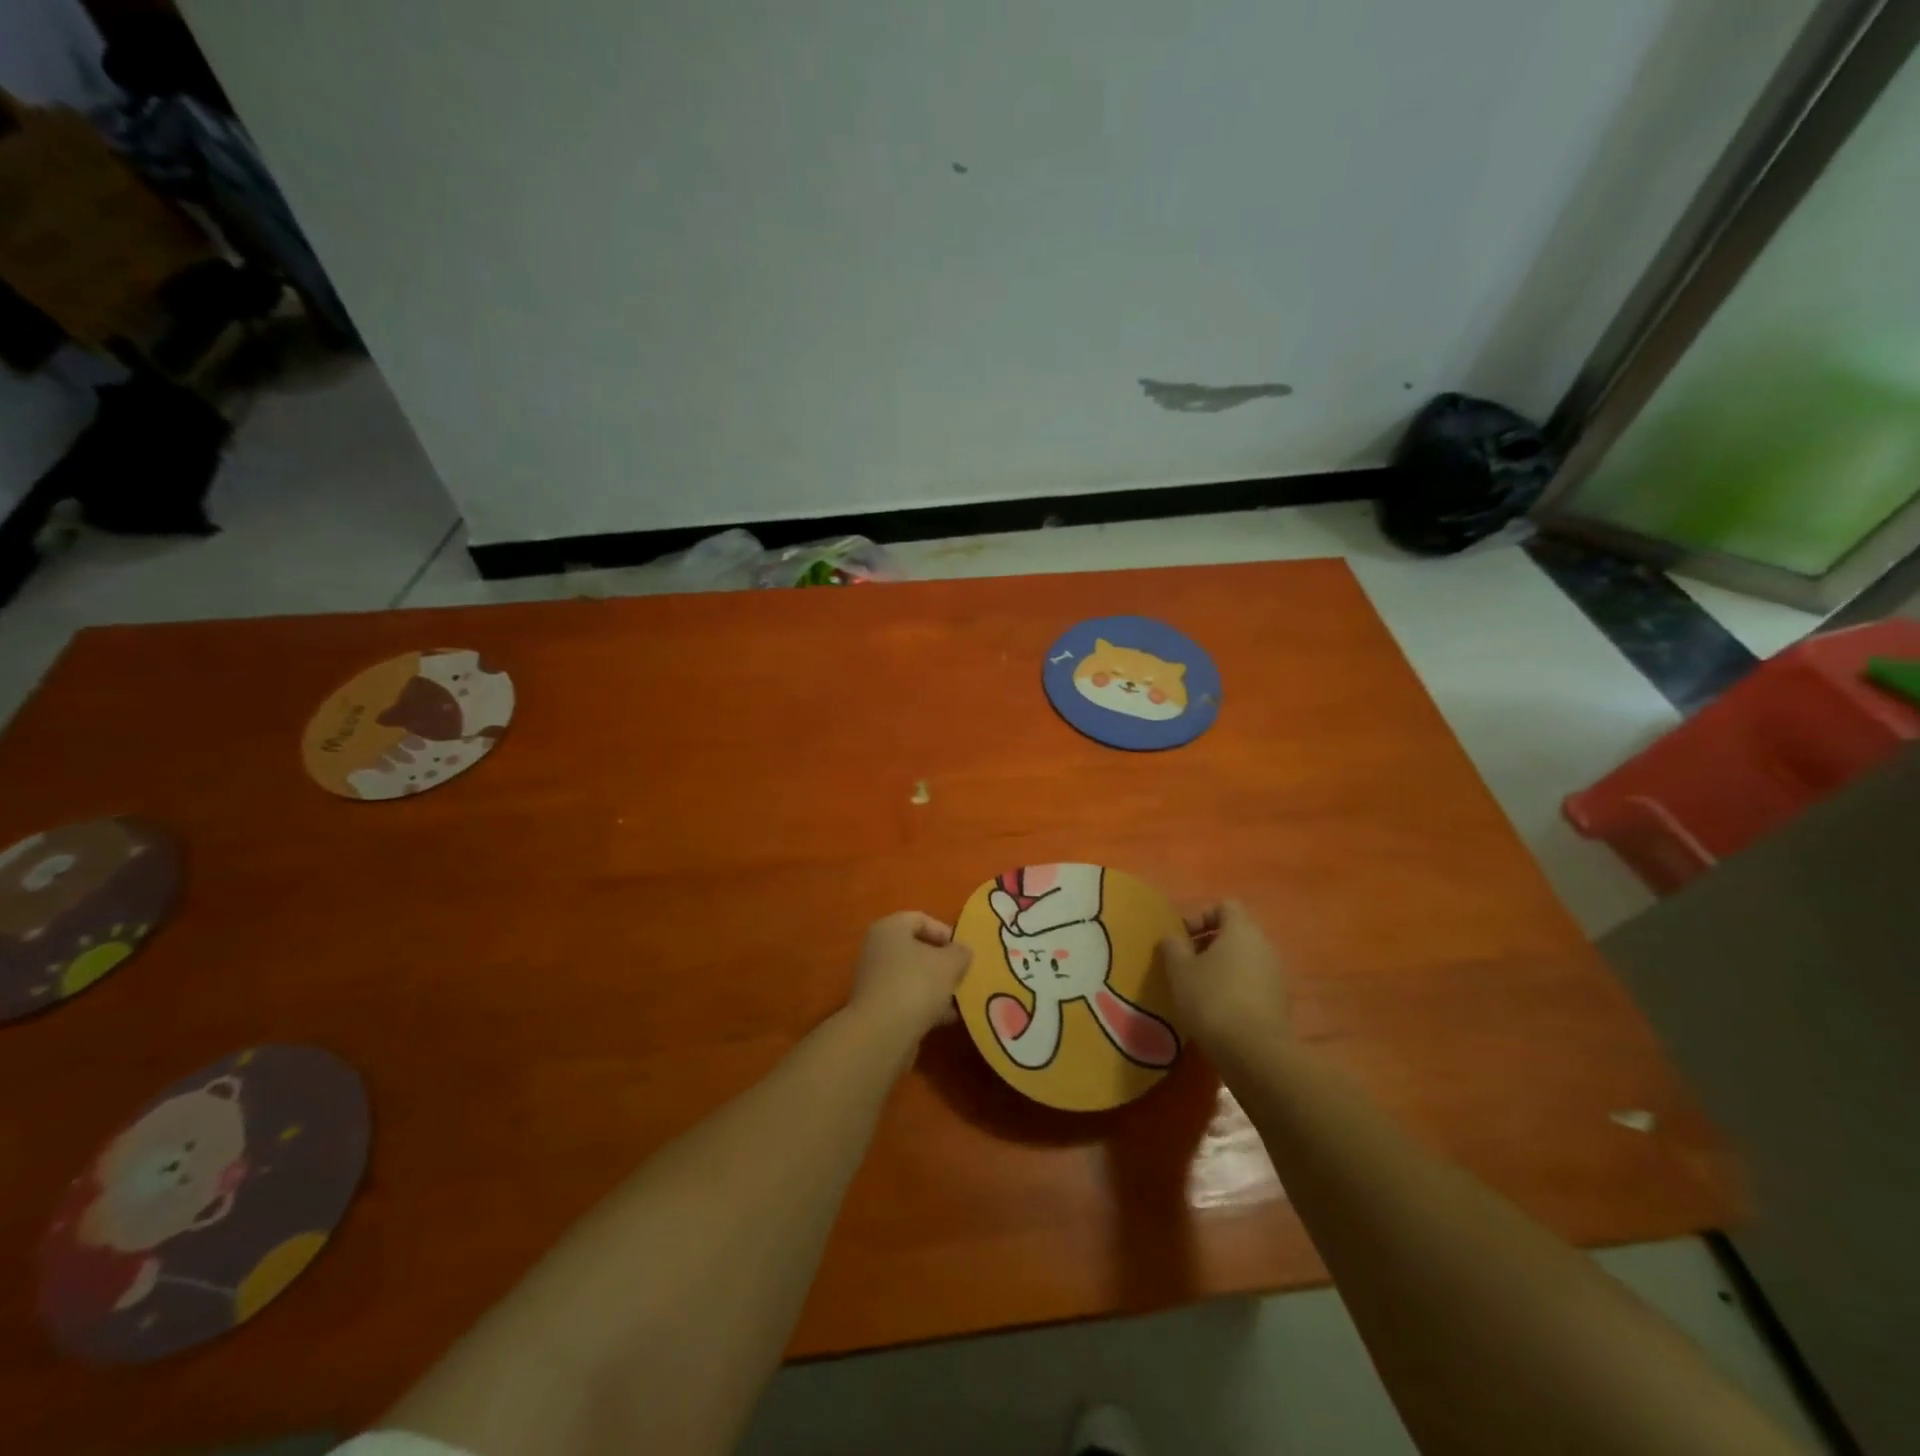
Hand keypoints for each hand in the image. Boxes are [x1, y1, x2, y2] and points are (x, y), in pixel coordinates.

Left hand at [846, 911, 972, 1043]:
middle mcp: (877, 949)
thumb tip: (963, 950)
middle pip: (916, 949)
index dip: (945, 932)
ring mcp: (875, 980)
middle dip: (942, 962)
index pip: (920, 919)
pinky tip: (947, 1019)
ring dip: (937, 986)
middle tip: (964, 974)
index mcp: (889, 928)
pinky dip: (926, 1006)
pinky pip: (907, 999)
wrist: (882, 1034)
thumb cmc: (916, 984)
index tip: (963, 951)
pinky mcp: (878, 1008)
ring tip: (960, 999)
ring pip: (913, 976)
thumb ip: (960, 952)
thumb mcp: (949, 963)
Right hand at [1160, 901, 1291, 1059]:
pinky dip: (1235, 989)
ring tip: (1198, 989)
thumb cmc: (1212, 999)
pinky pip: (1253, 984)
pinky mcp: (1280, 1003)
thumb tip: (1173, 938)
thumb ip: (1173, 947)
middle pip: (1236, 933)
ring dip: (1222, 968)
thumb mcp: (1179, 970)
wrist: (1255, 1052)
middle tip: (1186, 963)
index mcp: (1242, 930)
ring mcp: (1276, 975)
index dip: (1201, 916)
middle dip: (1209, 944)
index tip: (1182, 937)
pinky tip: (1217, 1011)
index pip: (1225, 906)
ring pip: (1245, 960)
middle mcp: (1264, 946)